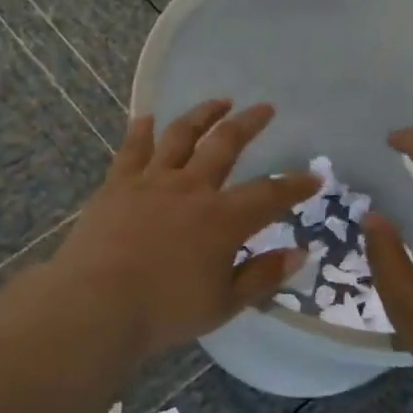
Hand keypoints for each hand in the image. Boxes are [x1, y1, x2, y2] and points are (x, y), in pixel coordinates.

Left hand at [53, 100, 321, 358]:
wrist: (97, 305)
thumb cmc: (165, 311)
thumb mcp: (223, 304)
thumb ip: (262, 276)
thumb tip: (299, 253)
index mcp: (223, 219)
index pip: (270, 195)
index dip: (295, 185)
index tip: (315, 176)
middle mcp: (191, 188)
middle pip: (226, 144)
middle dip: (249, 124)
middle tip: (264, 108)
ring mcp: (151, 181)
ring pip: (181, 136)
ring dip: (202, 114)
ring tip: (219, 101)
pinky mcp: (118, 184)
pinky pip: (132, 149)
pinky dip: (141, 130)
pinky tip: (146, 117)